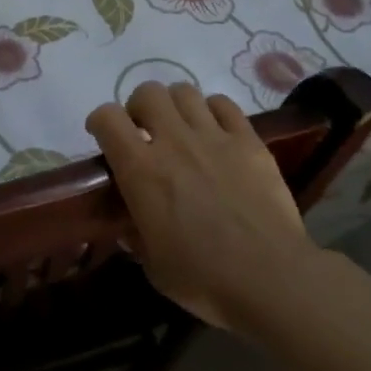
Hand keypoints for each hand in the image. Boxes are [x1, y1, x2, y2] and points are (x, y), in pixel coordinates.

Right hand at [86, 82, 315, 327]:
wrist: (270, 277)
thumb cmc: (204, 279)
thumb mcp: (152, 264)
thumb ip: (137, 236)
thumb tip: (132, 227)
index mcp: (141, 171)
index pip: (107, 118)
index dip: (100, 121)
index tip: (103, 136)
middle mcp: (174, 142)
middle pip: (147, 92)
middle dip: (139, 107)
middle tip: (145, 132)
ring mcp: (215, 137)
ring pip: (185, 92)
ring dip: (175, 106)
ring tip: (181, 128)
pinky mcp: (250, 141)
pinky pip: (225, 105)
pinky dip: (213, 111)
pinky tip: (216, 132)